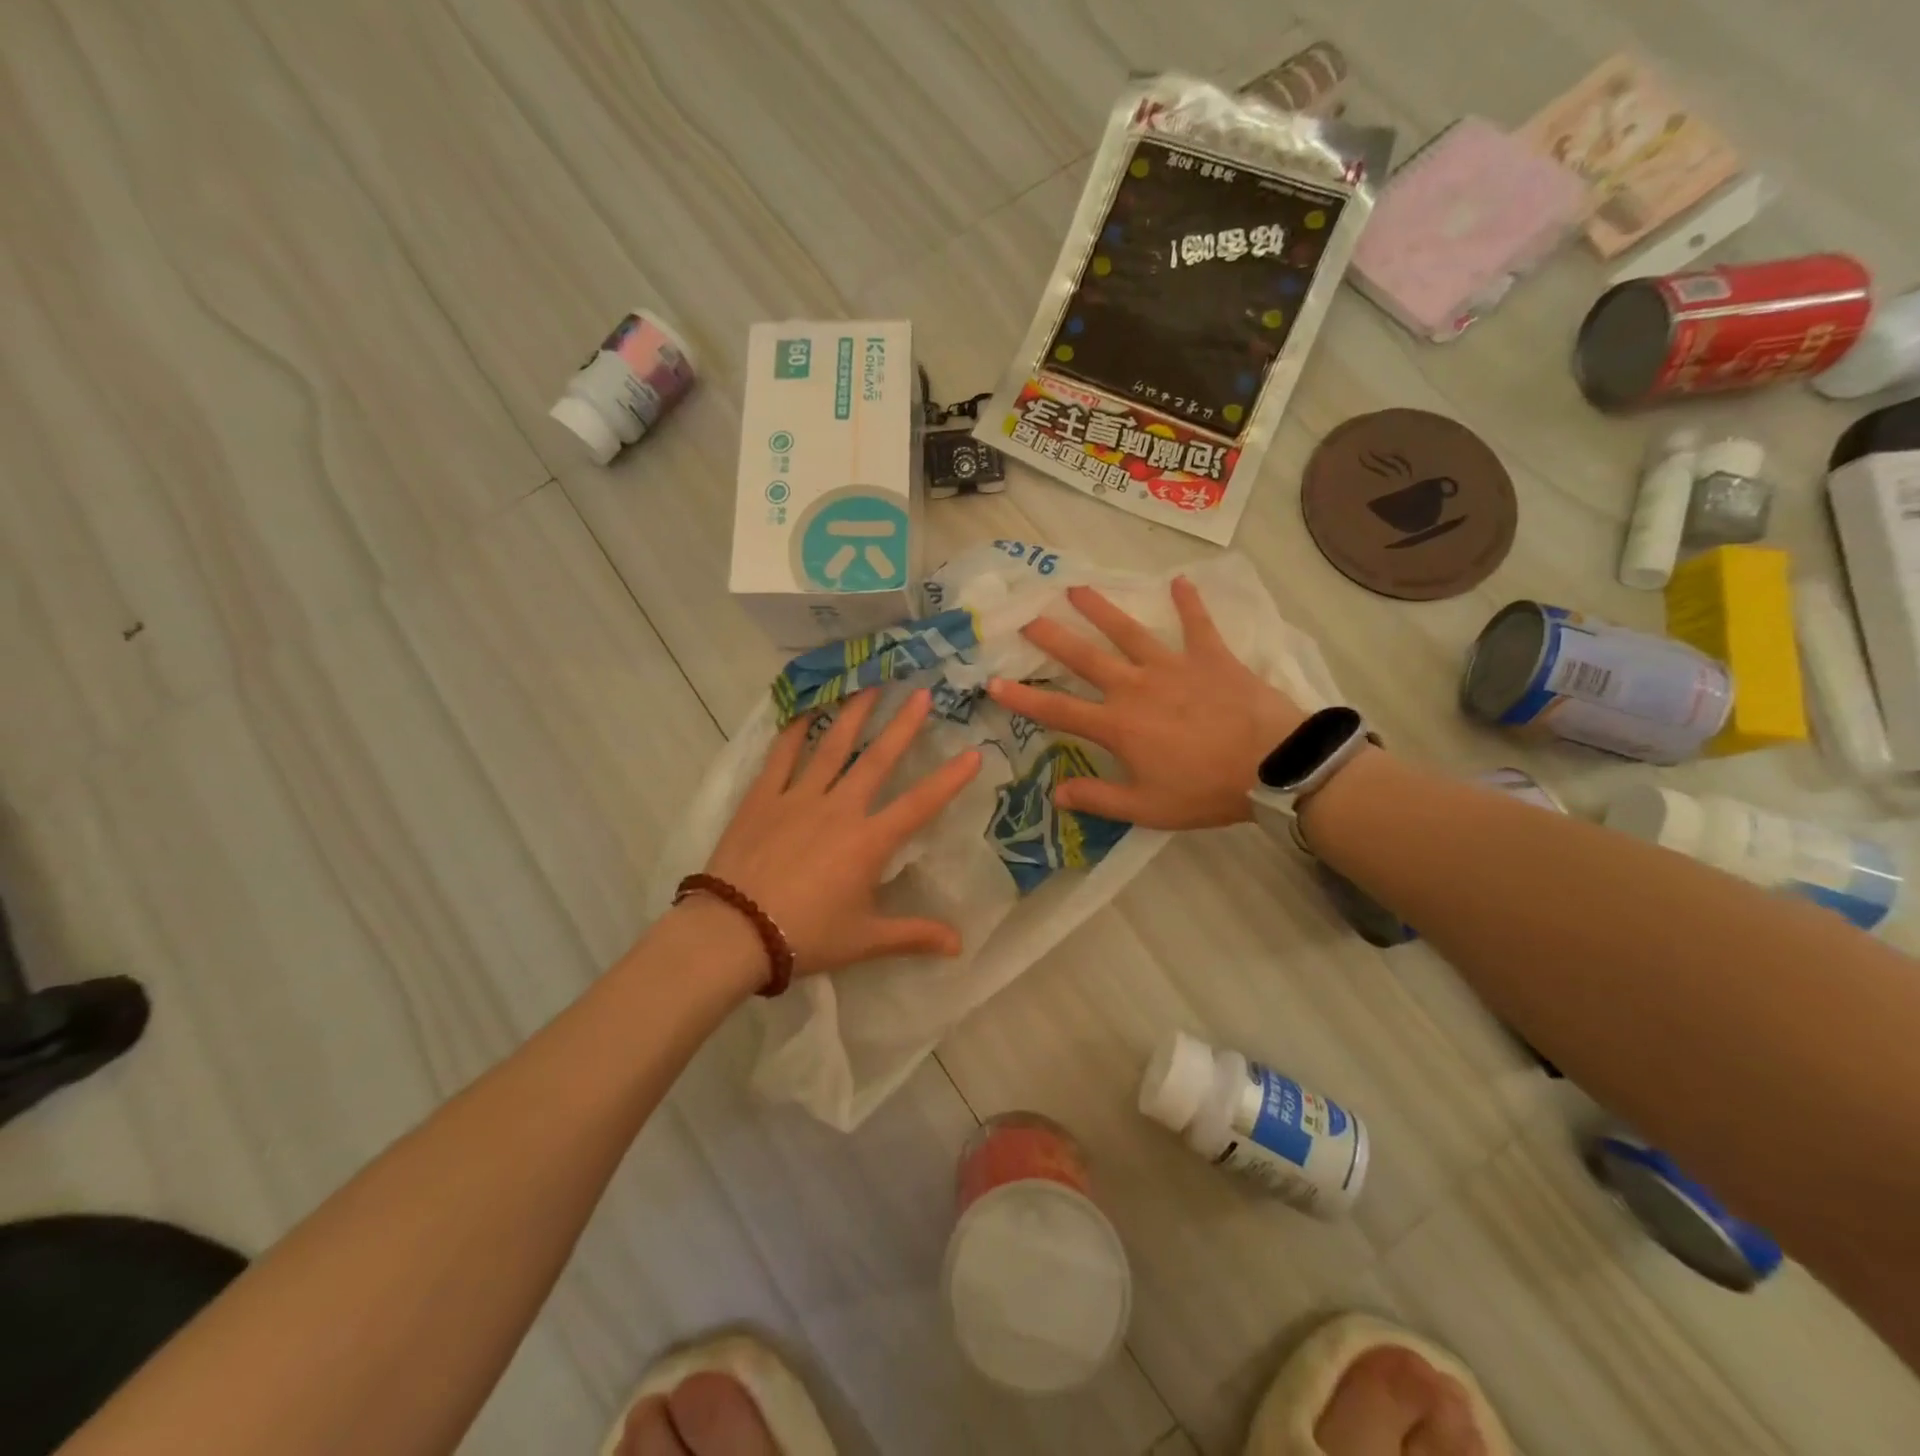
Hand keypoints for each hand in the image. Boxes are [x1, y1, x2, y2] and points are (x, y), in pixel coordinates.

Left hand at [700, 687, 981, 977]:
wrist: (735, 932)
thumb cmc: (806, 936)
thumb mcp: (865, 940)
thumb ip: (913, 936)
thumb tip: (959, 946)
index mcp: (869, 842)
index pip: (920, 805)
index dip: (950, 779)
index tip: (974, 753)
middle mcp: (840, 809)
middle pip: (877, 759)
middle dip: (903, 725)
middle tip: (920, 692)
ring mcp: (799, 798)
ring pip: (832, 747)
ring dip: (853, 714)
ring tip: (869, 684)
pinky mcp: (763, 798)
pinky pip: (781, 756)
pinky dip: (793, 730)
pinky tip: (803, 708)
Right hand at [985, 578, 1303, 829]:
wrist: (1273, 764)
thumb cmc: (1206, 790)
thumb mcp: (1146, 808)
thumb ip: (1098, 799)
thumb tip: (1055, 794)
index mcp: (1118, 724)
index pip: (1058, 710)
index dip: (1023, 698)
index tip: (993, 683)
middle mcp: (1136, 686)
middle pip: (1086, 657)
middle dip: (1053, 638)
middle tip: (1028, 618)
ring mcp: (1173, 666)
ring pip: (1129, 631)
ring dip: (1101, 608)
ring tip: (1076, 588)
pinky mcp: (1211, 656)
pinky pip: (1197, 623)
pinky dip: (1189, 602)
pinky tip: (1179, 580)